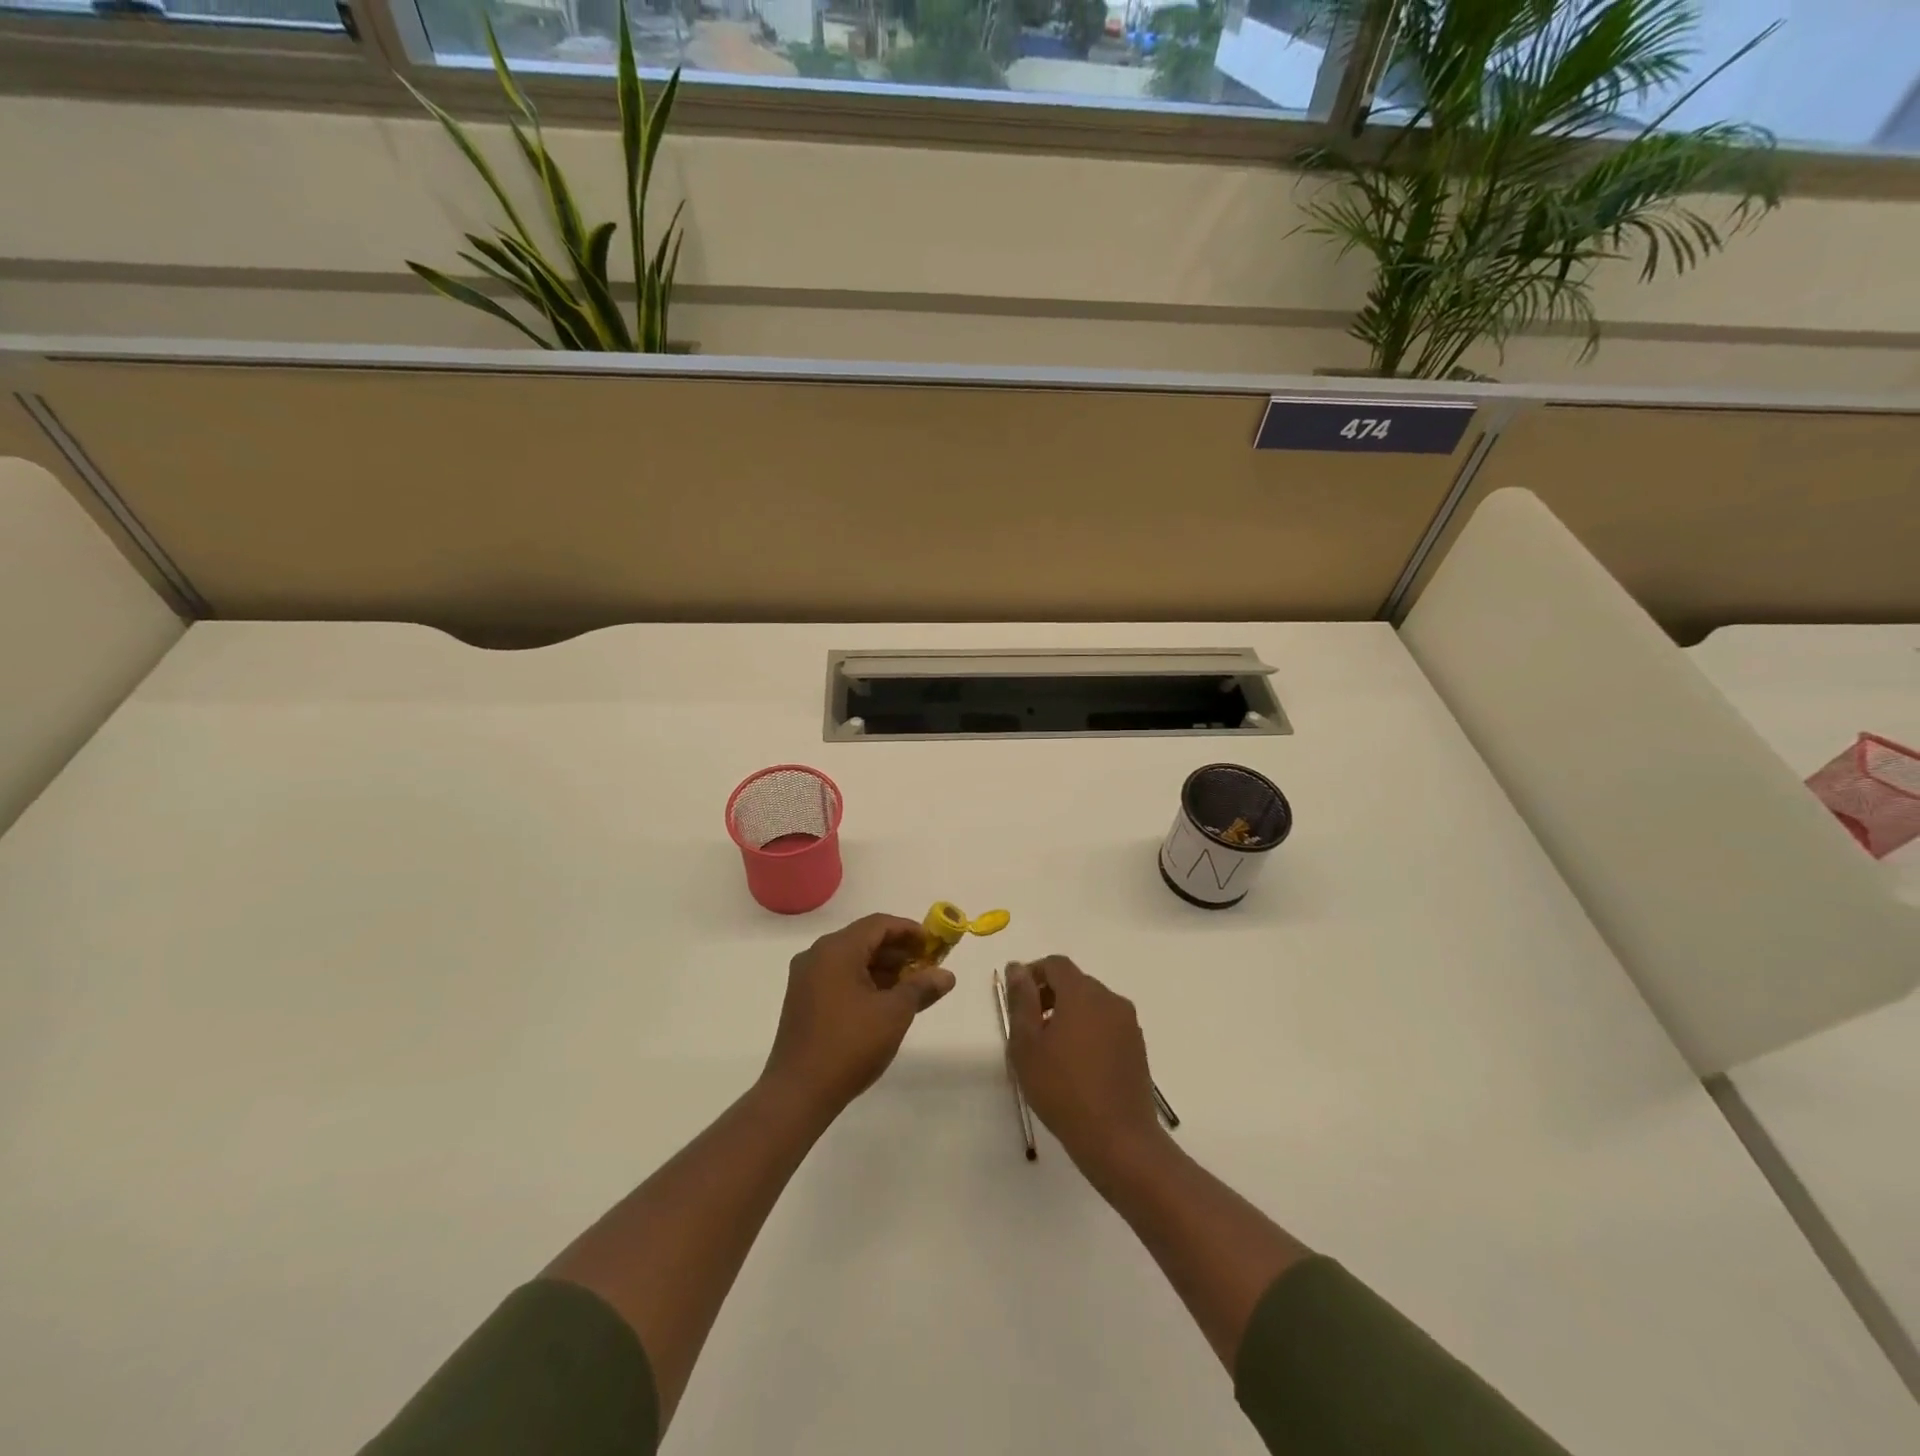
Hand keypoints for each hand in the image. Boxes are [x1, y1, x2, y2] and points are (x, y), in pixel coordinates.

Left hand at [761, 913, 954, 1121]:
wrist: (798, 1092)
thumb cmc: (850, 1045)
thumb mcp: (894, 1014)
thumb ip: (921, 987)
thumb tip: (947, 975)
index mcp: (836, 950)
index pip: (878, 924)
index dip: (909, 930)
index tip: (934, 944)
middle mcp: (817, 955)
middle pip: (864, 940)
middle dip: (898, 951)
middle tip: (928, 966)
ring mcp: (806, 978)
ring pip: (852, 960)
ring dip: (883, 968)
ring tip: (912, 987)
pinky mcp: (803, 1000)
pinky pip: (839, 977)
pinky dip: (864, 981)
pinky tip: (885, 1001)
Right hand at [1005, 956, 1164, 1178]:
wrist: (1118, 1139)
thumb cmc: (1063, 1089)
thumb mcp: (1027, 1044)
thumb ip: (1021, 1000)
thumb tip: (1017, 968)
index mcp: (1082, 993)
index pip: (1055, 964)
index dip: (1033, 974)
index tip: (1017, 1000)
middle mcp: (1110, 999)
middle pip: (1075, 982)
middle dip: (1049, 996)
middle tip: (1029, 1029)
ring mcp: (1128, 1024)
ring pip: (1091, 1004)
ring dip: (1069, 1015)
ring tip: (1051, 1051)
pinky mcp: (1137, 1047)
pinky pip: (1106, 1025)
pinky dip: (1088, 1032)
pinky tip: (1076, 1066)